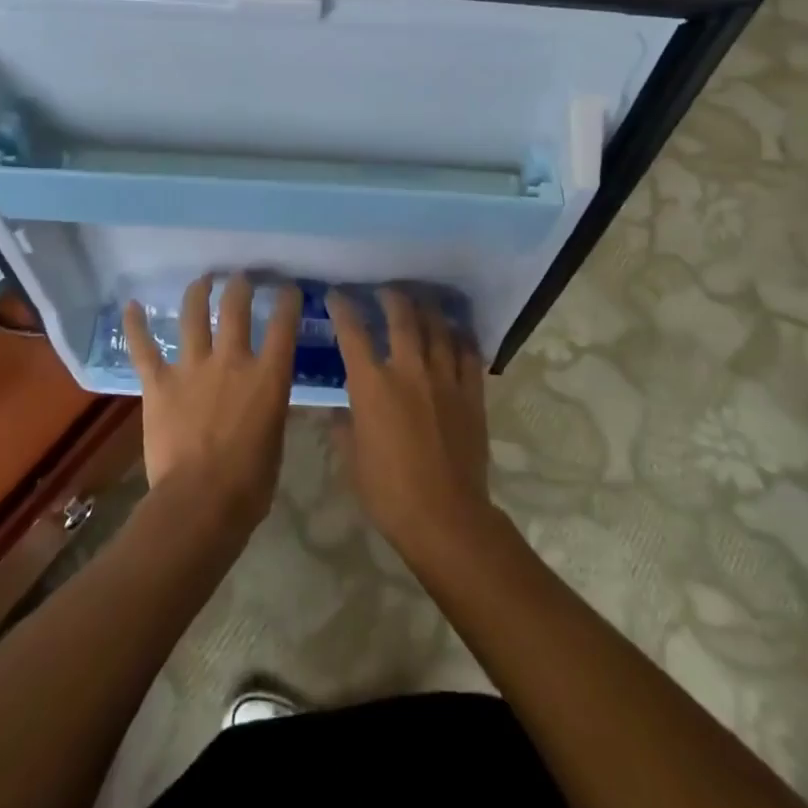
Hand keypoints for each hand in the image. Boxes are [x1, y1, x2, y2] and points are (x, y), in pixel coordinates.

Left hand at [123, 273, 298, 536]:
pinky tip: (131, 305)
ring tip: (201, 280)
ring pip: (193, 316)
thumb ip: (270, 409)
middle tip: (240, 278)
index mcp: (268, 377)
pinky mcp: (159, 384)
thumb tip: (267, 399)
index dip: (288, 301)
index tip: (289, 289)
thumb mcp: (275, 439)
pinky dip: (136, 325)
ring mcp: (193, 368)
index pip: (283, 325)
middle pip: (236, 307)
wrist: (200, 503)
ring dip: (197, 293)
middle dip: (240, 286)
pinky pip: (144, 348)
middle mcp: (231, 361)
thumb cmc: (250, 483)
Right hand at [328, 287, 495, 563]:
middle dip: (390, 296)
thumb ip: (344, 426)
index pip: (353, 333)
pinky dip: (460, 337)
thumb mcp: (352, 459)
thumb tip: (339, 410)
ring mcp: (444, 378)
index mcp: (372, 384)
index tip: (337, 295)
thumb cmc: (388, 492)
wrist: (445, 517)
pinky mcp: (471, 392)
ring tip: (421, 301)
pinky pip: (468, 353)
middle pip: (401, 317)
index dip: (343, 308)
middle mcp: (408, 369)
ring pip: (438, 327)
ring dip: (427, 309)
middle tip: (385, 289)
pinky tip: (456, 332)